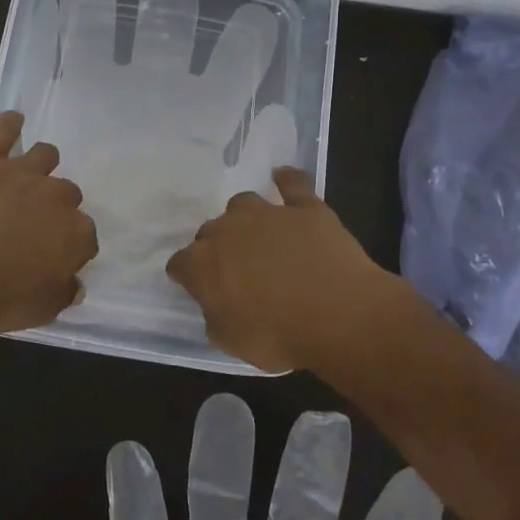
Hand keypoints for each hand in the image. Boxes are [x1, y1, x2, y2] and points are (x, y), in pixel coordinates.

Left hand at [0, 112, 99, 333]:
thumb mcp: (37, 311)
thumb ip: (62, 294)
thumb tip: (73, 284)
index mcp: (75, 234)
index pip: (85, 238)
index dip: (69, 249)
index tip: (53, 259)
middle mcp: (57, 196)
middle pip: (68, 195)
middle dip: (55, 208)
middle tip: (32, 225)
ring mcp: (22, 172)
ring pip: (45, 155)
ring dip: (41, 166)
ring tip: (26, 177)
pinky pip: (5, 130)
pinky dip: (10, 124)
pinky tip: (12, 120)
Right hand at [166, 168, 412, 372]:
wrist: (339, 315)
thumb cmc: (279, 335)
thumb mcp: (231, 341)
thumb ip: (214, 315)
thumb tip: (215, 302)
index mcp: (202, 264)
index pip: (180, 263)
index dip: (188, 276)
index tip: (200, 288)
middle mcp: (227, 230)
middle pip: (210, 231)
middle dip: (217, 247)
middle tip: (236, 271)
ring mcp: (267, 214)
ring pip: (242, 204)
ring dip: (244, 219)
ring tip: (259, 237)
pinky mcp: (305, 207)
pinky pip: (292, 184)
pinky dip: (286, 181)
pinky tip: (283, 178)